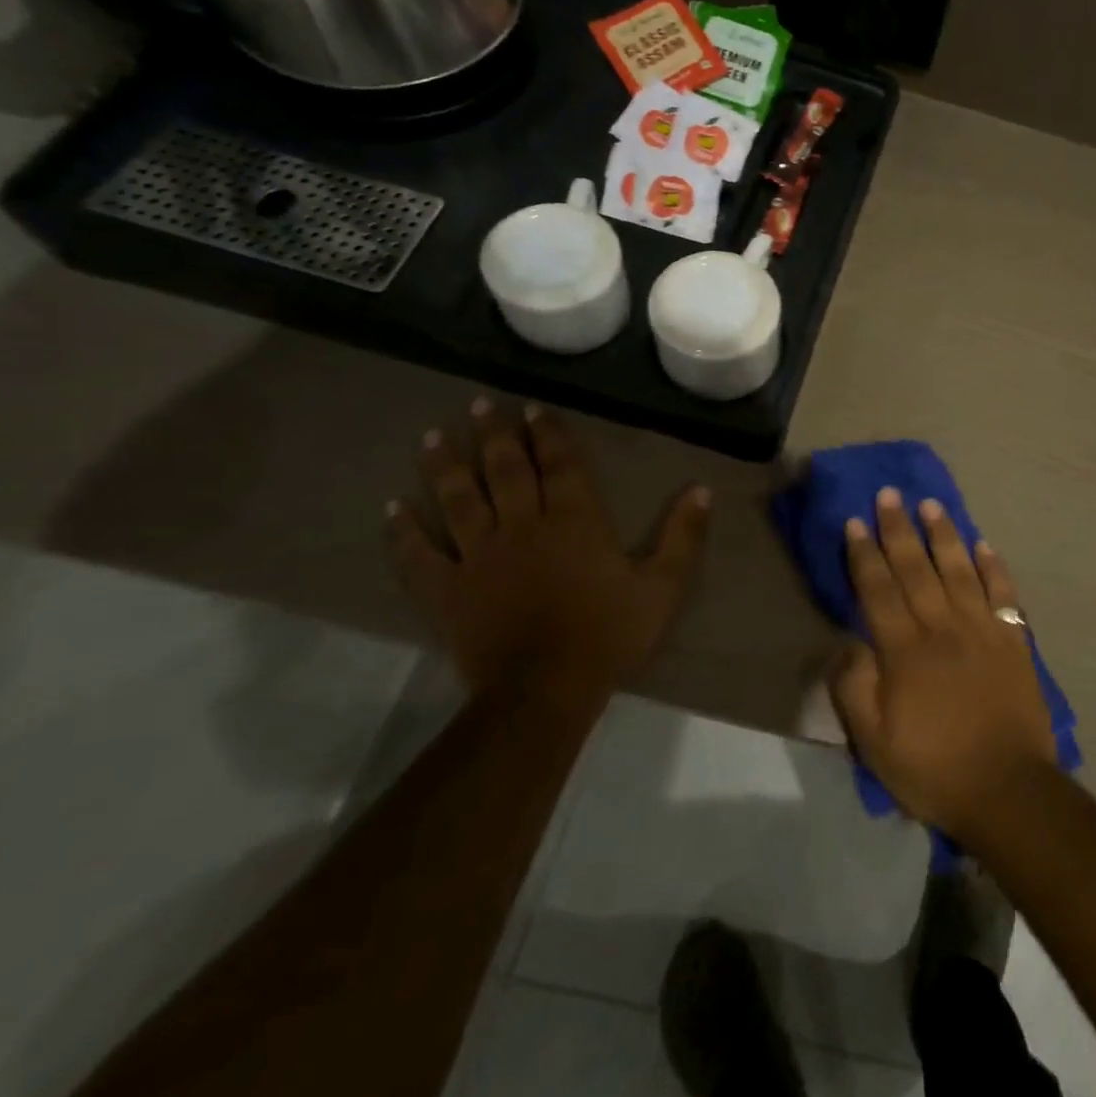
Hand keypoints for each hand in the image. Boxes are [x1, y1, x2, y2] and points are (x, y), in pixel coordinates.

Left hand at [387, 400, 710, 717]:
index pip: (560, 466)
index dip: (548, 434)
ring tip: (432, 435)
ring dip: (446, 465)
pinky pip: (419, 555)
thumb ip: (683, 537)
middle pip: (505, 471)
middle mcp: (523, 527)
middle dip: (495, 435)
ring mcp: (478, 557)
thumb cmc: (608, 635)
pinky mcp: (448, 591)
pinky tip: (394, 508)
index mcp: (575, 522)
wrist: (545, 691)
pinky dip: (404, 531)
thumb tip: (701, 490)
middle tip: (481, 405)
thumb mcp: (663, 587)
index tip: (533, 408)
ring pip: (458, 500)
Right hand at [829, 489, 1056, 842]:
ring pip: (960, 570)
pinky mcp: (1013, 642)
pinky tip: (985, 545)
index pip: (879, 590)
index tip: (856, 522)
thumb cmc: (933, 768)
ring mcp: (983, 631)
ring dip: (944, 535)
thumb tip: (847, 641)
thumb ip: (855, 686)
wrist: (1007, 790)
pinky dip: (995, 567)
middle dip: (899, 530)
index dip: (865, 555)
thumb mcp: (874, 741)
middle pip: (917, 569)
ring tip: (931, 505)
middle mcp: (943, 627)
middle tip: (889, 495)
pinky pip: (1003, 595)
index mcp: (905, 650)